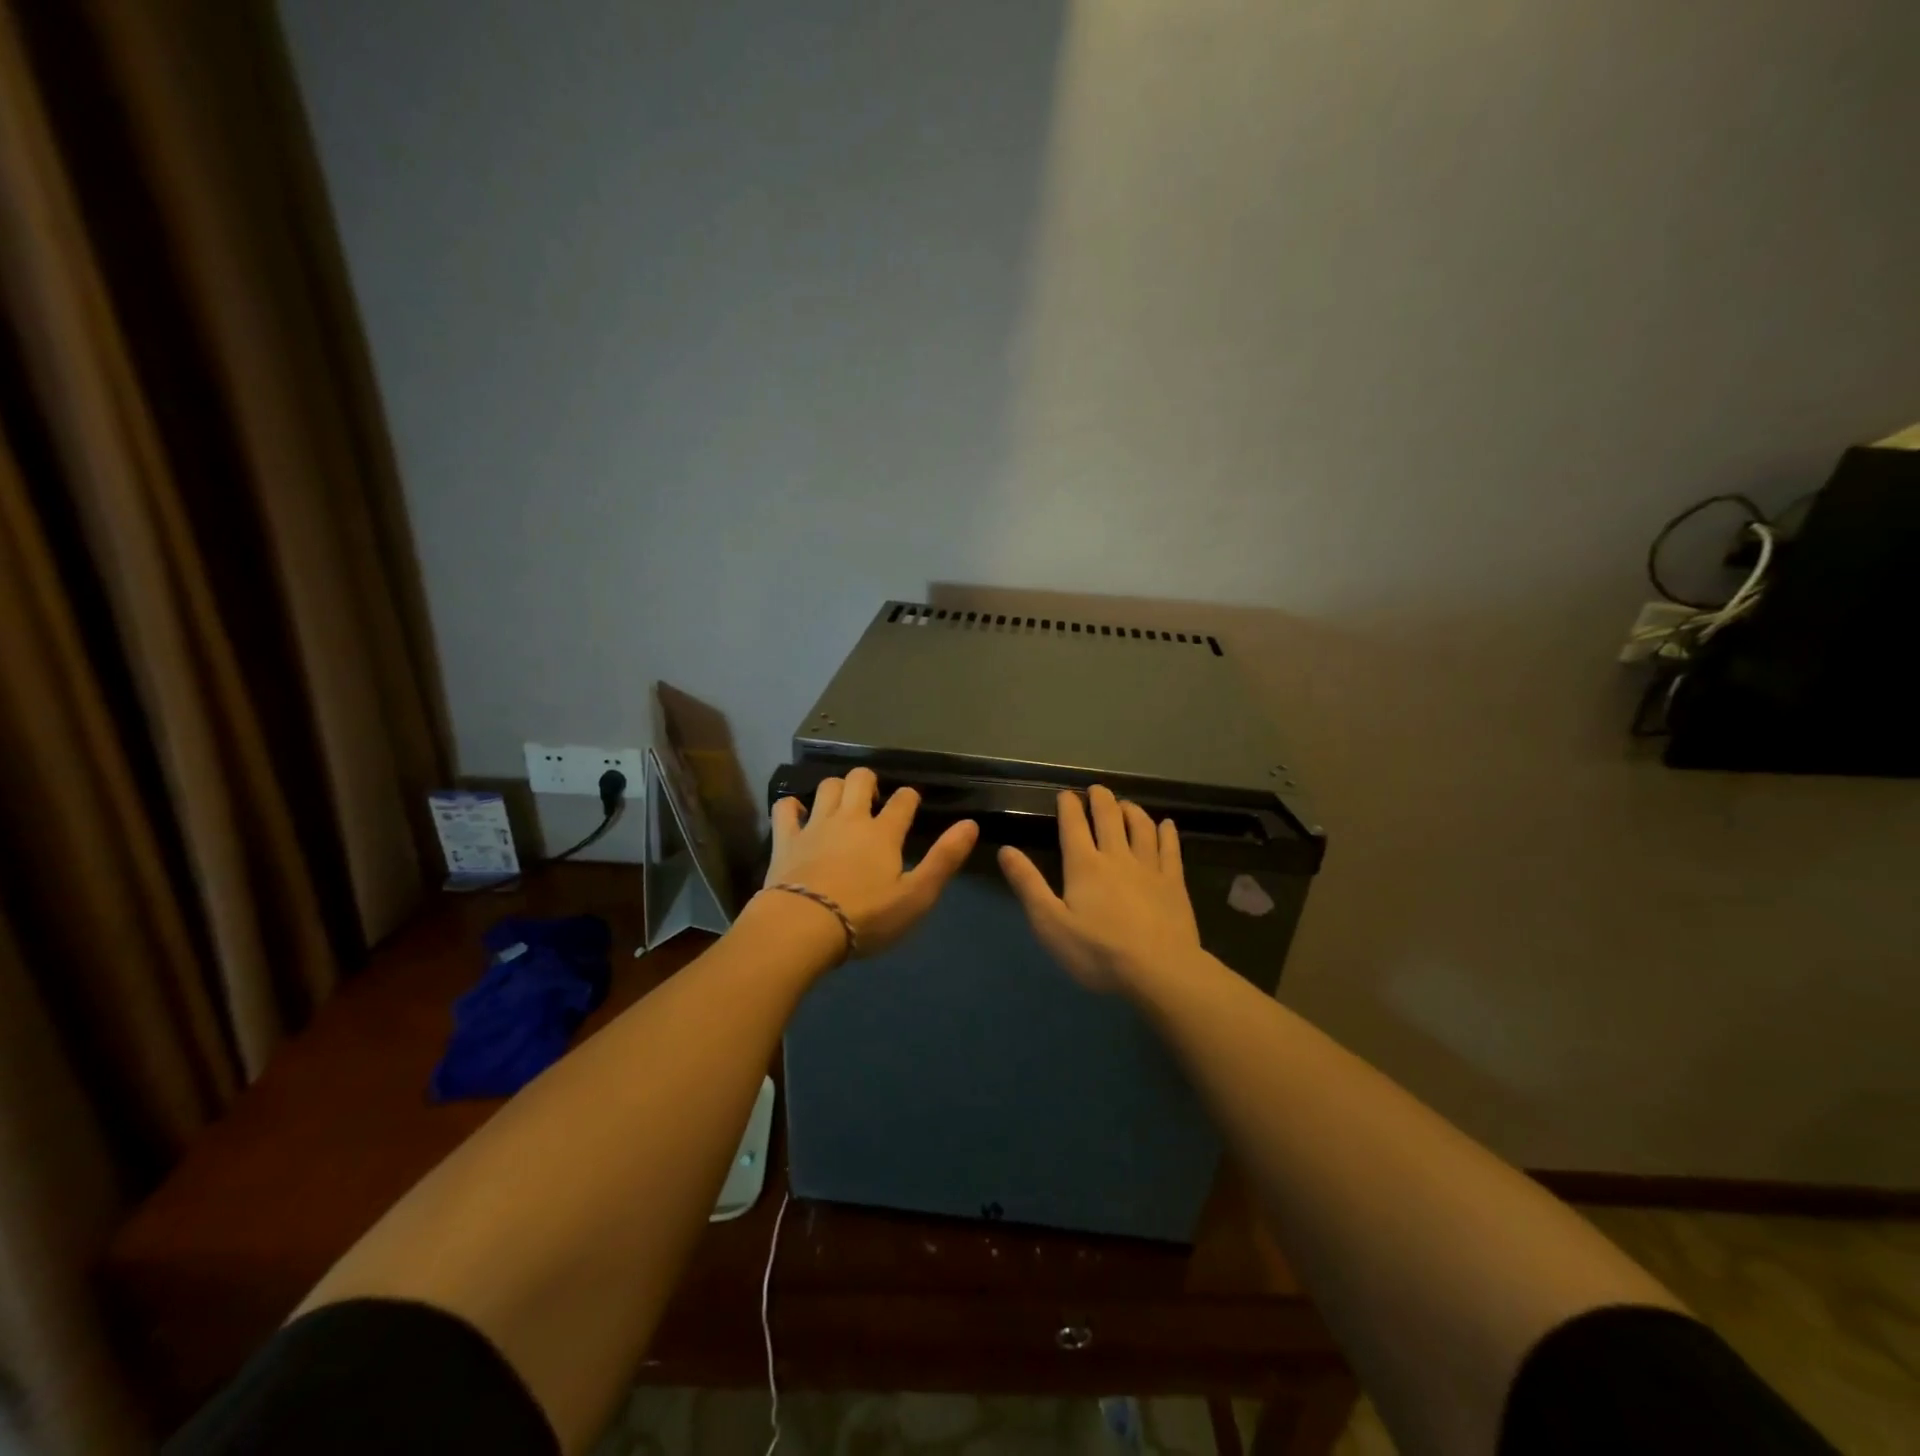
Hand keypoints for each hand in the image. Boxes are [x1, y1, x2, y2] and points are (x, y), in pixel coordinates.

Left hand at [764, 767, 978, 956]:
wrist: (803, 926)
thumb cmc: (866, 917)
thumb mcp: (916, 896)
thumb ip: (944, 859)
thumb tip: (971, 824)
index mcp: (883, 833)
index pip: (903, 800)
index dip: (909, 798)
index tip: (910, 805)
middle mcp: (850, 819)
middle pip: (860, 779)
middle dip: (869, 782)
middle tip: (872, 801)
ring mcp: (815, 825)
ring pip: (827, 786)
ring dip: (836, 789)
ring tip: (841, 805)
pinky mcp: (786, 839)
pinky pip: (786, 808)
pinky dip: (793, 806)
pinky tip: (799, 814)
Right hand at [998, 785, 1201, 993]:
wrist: (1159, 971)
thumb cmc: (1098, 952)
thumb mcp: (1050, 923)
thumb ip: (1028, 885)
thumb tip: (1006, 850)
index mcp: (1084, 865)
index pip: (1073, 825)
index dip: (1069, 806)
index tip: (1065, 794)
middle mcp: (1117, 857)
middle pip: (1109, 817)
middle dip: (1101, 799)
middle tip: (1097, 789)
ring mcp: (1149, 867)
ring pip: (1141, 827)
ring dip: (1132, 810)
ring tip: (1126, 804)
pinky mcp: (1174, 882)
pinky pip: (1170, 849)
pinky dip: (1167, 832)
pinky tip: (1167, 824)